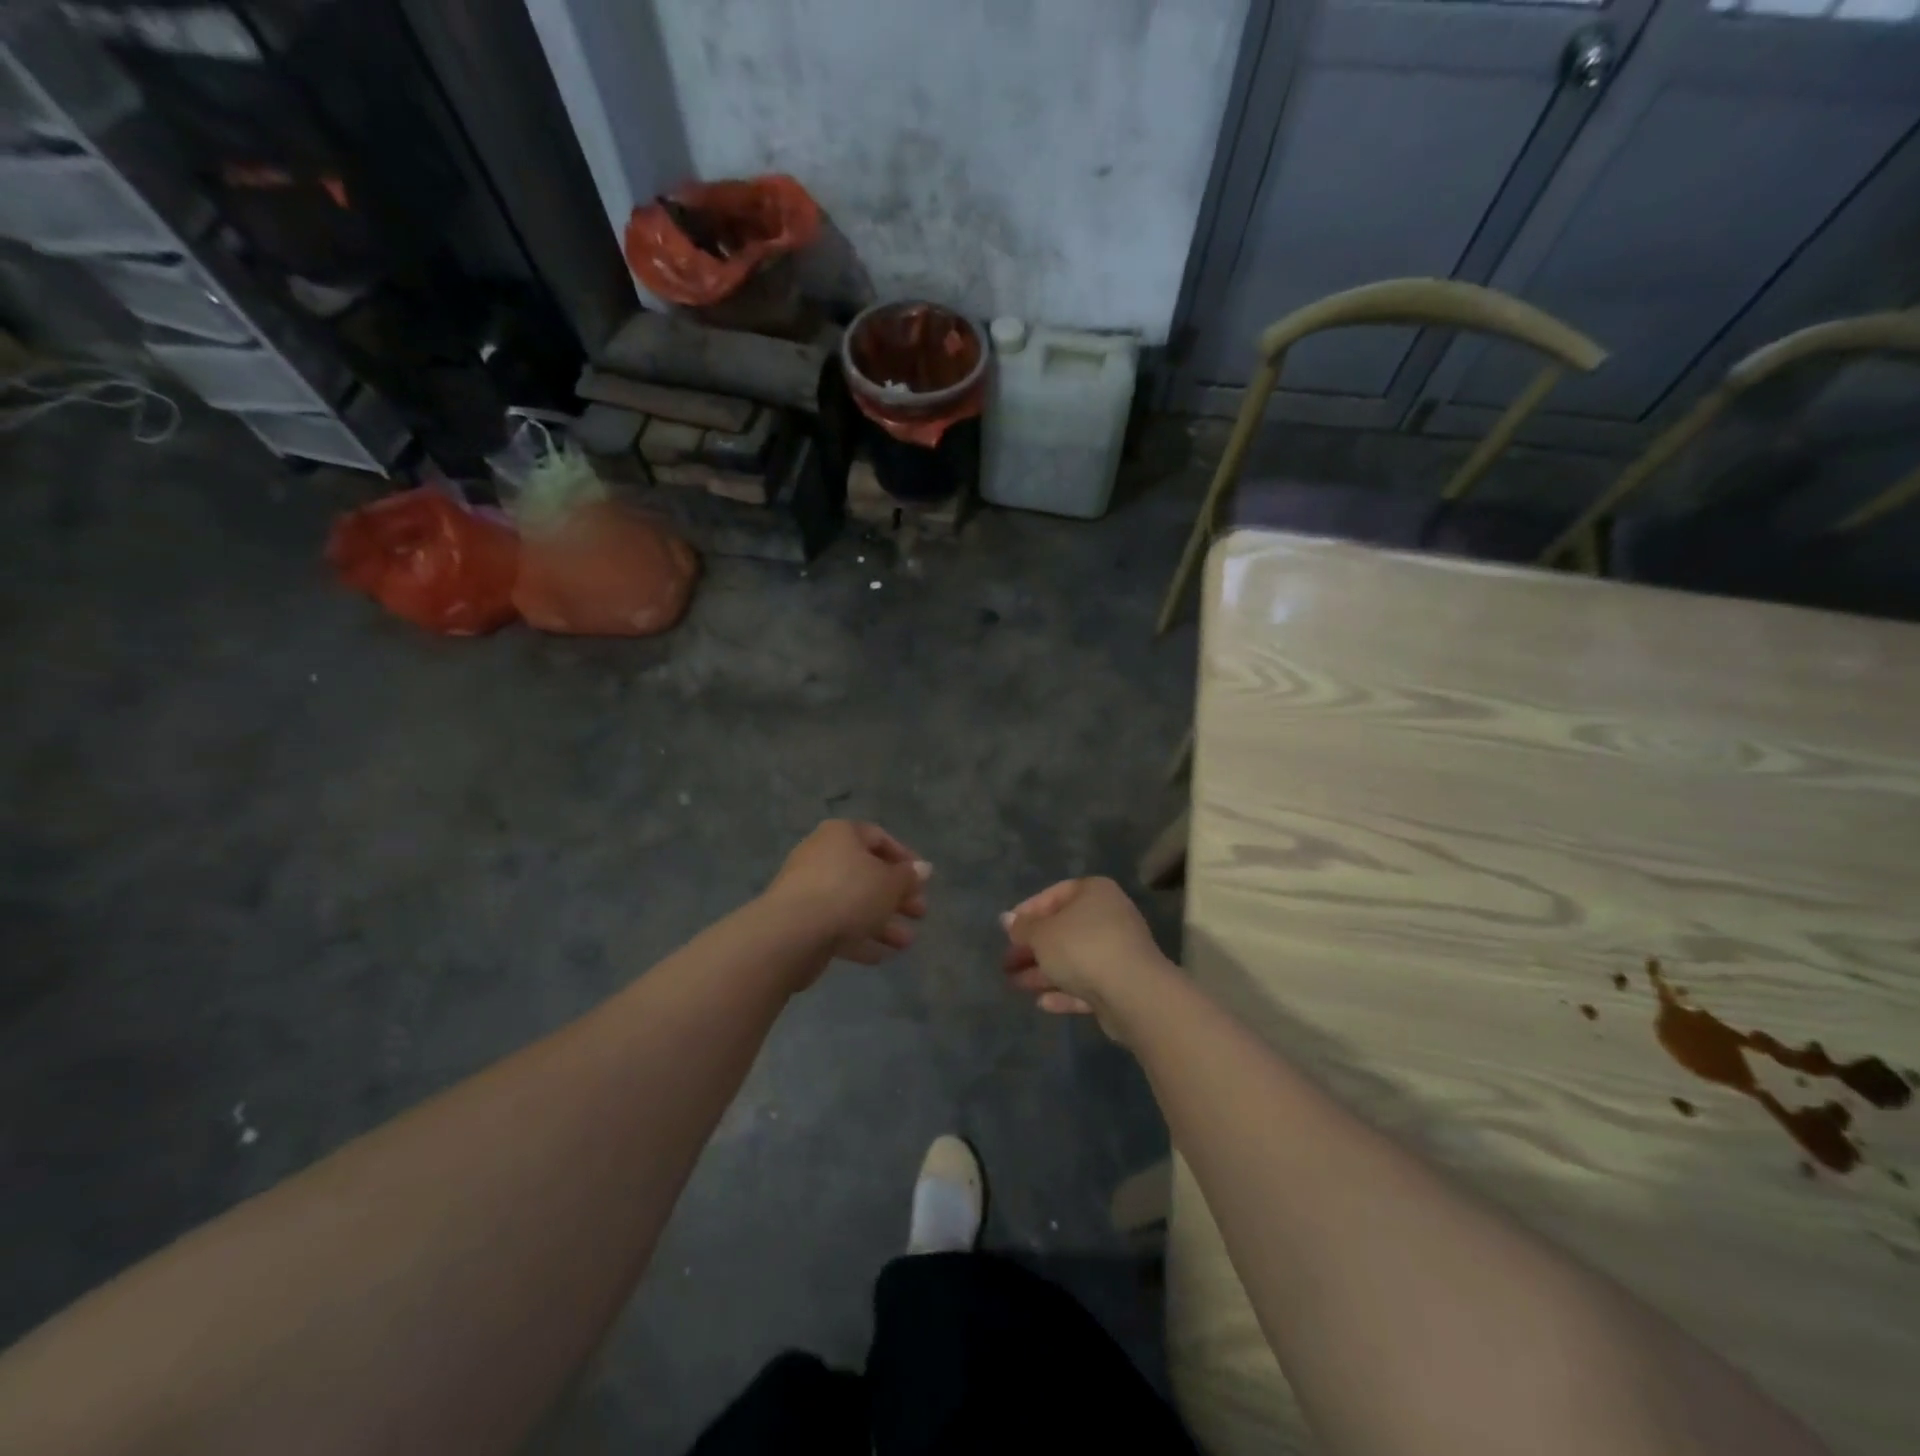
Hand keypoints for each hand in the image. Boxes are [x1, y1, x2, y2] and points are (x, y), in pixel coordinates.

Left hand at [763, 820, 929, 972]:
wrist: (791, 933)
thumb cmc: (848, 893)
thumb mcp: (890, 883)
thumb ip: (908, 876)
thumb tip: (923, 868)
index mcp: (842, 834)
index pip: (879, 838)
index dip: (905, 858)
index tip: (923, 880)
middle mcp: (823, 855)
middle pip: (867, 873)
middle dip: (897, 896)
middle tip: (920, 913)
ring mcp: (809, 889)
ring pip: (854, 902)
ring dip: (883, 922)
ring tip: (906, 943)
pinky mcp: (801, 920)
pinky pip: (837, 924)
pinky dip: (860, 937)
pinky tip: (882, 955)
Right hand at [1001, 877, 1169, 1036]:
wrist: (1133, 993)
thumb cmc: (1082, 948)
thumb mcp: (1042, 934)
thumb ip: (1023, 927)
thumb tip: (1007, 919)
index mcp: (1094, 892)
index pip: (1055, 895)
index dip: (1027, 912)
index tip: (1007, 931)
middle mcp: (1110, 916)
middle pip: (1063, 930)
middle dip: (1033, 948)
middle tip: (1006, 963)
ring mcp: (1118, 952)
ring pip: (1073, 960)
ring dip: (1043, 973)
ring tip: (1014, 985)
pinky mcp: (1122, 985)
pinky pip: (1087, 984)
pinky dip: (1064, 991)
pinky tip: (1042, 1003)